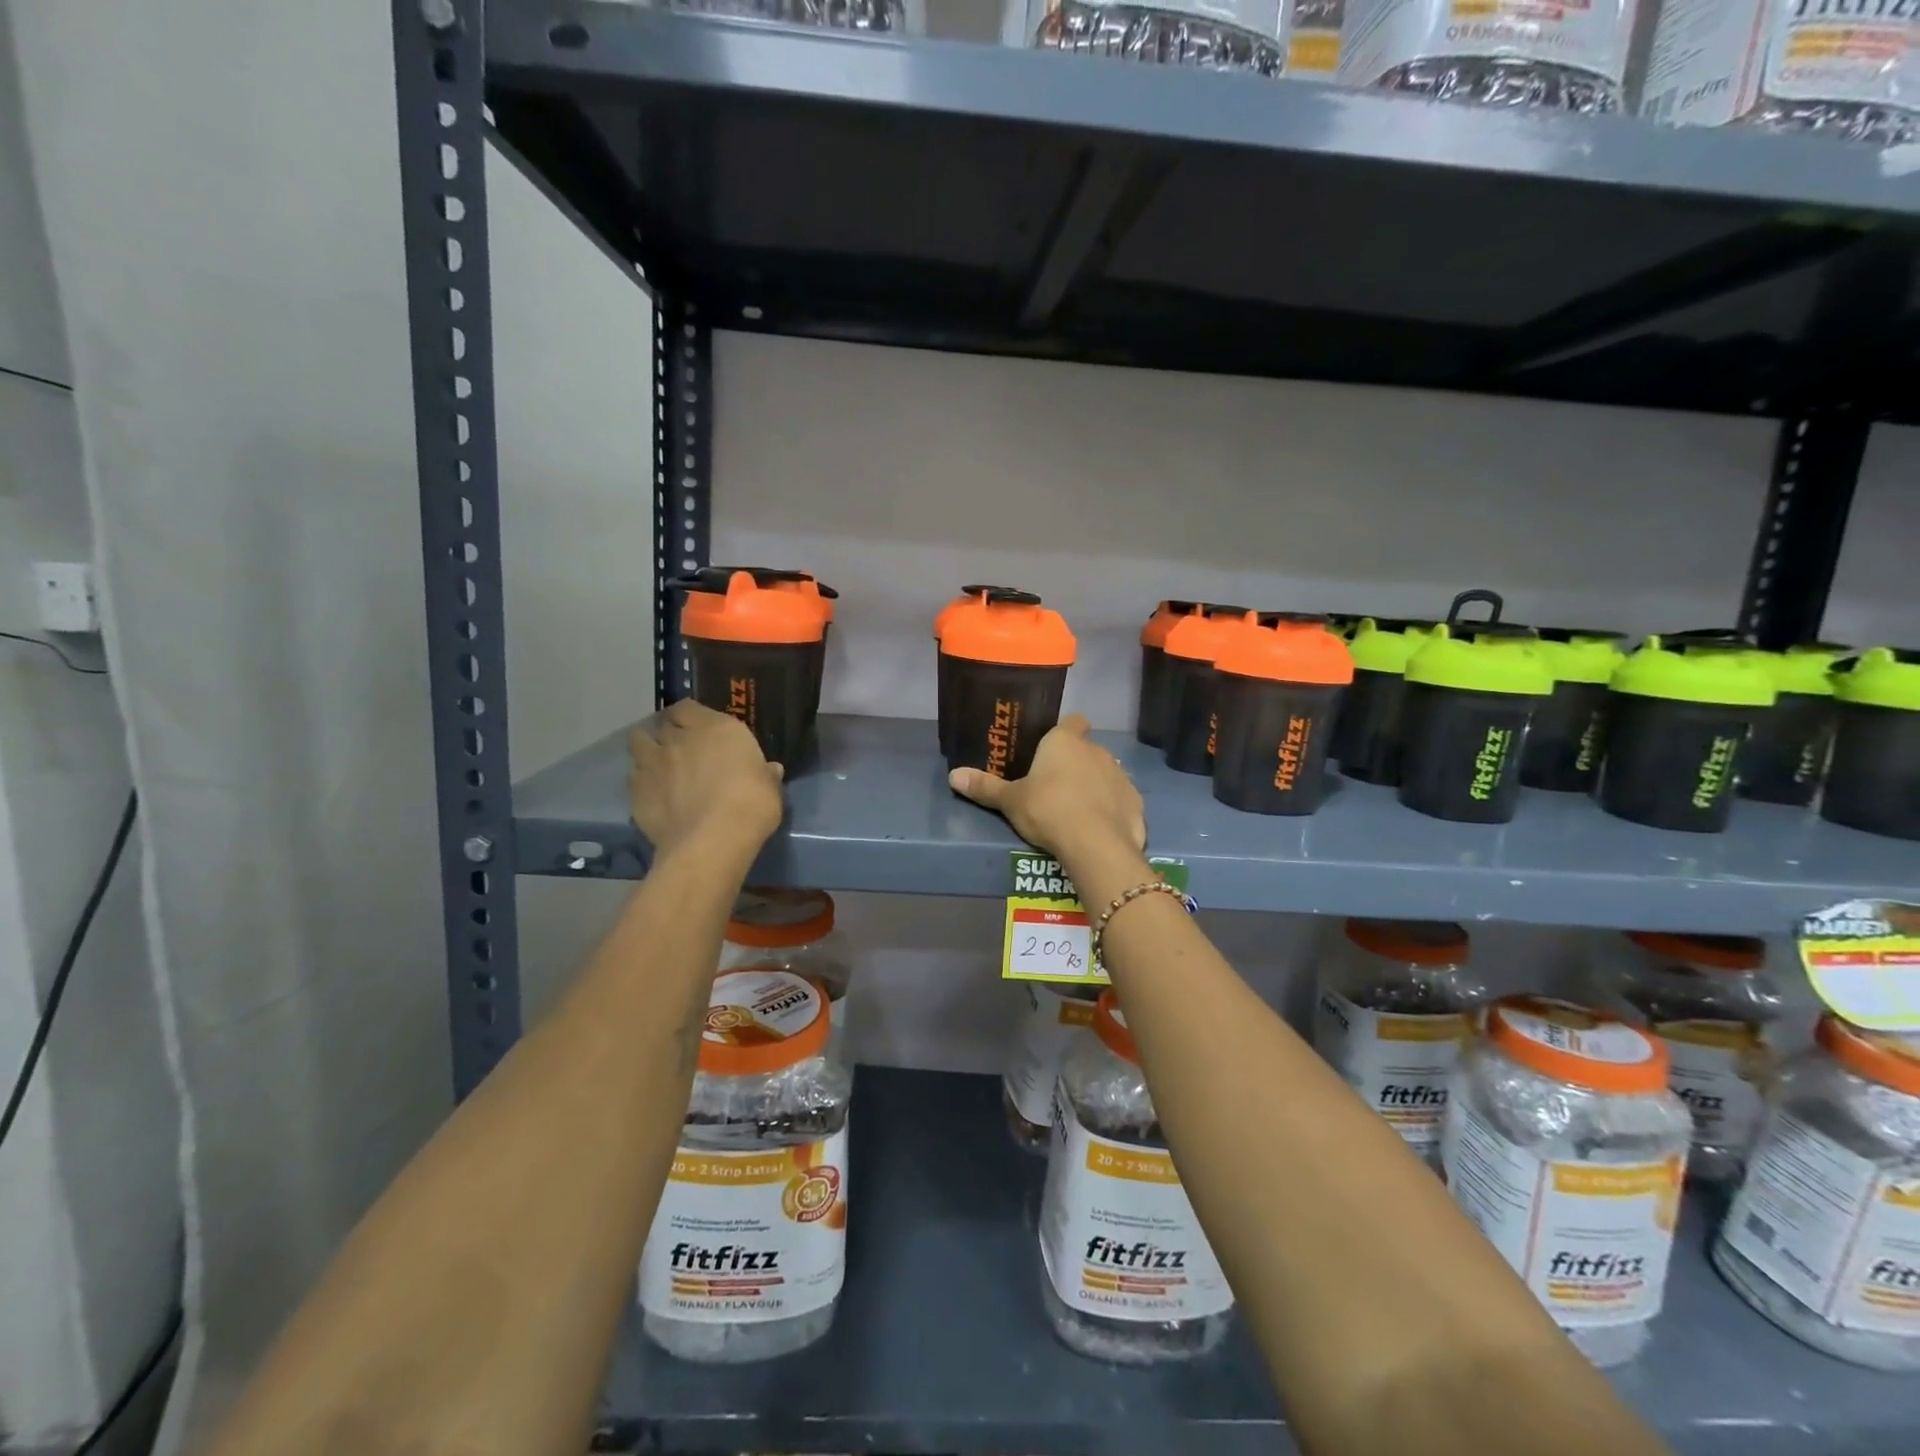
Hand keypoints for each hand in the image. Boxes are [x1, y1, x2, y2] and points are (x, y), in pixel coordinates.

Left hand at [629, 700, 783, 859]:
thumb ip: (765, 774)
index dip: (690, 717)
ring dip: (648, 751)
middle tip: (681, 749)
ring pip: (639, 744)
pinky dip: (641, 782)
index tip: (698, 728)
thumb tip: (770, 770)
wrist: (712, 841)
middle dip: (669, 733)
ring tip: (660, 766)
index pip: (689, 707)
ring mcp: (653, 764)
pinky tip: (654, 795)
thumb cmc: (751, 805)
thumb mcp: (770, 788)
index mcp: (716, 728)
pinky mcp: (636, 792)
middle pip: (663, 724)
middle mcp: (679, 739)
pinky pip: (633, 778)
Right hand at [949, 715, 1144, 860]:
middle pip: (1086, 749)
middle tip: (1054, 787)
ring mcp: (1120, 775)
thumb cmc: (1048, 810)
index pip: (1072, 721)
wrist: (1095, 844)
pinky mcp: (1135, 801)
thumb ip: (985, 787)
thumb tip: (953, 776)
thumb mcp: (1010, 801)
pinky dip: (1111, 808)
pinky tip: (1098, 828)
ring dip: (1094, 785)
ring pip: (1105, 773)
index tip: (1053, 747)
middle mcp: (1096, 750)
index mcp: (1065, 742)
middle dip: (1075, 764)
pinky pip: (1120, 799)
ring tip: (1076, 811)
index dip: (1065, 731)